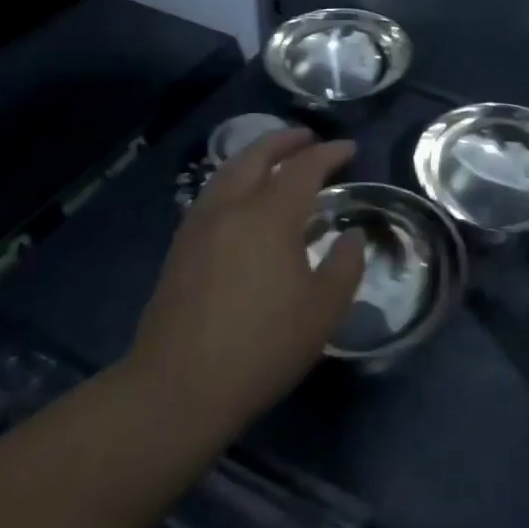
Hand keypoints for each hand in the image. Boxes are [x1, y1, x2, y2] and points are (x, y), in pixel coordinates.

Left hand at [125, 129, 364, 437]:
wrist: (177, 389)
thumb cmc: (261, 347)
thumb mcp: (323, 311)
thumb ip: (345, 265)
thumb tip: (351, 236)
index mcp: (270, 216)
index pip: (304, 168)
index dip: (329, 153)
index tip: (349, 149)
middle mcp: (232, 207)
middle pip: (257, 155)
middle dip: (285, 140)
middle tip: (308, 138)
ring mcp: (200, 226)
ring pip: (228, 171)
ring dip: (255, 156)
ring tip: (274, 160)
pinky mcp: (180, 248)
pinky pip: (212, 193)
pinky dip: (234, 179)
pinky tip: (242, 200)